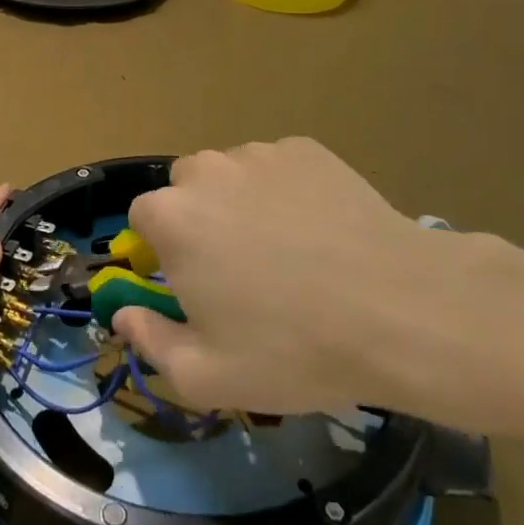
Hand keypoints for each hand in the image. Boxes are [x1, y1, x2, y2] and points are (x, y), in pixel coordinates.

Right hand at [115, 139, 518, 423]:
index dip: (165, 253)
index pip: (144, 220)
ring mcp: (259, 153)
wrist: (399, 308)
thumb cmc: (292, 348)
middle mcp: (206, 170)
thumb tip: (124, 314)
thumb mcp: (208, 375)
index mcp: (171, 216)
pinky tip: (322, 231)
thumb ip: (150, 342)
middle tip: (242, 271)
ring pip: (232, 175)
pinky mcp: (306, 149)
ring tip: (290, 251)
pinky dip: (287, 192)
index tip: (196, 285)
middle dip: (201, 222)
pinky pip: (278, 169)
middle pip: (186, 190)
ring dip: (242, 204)